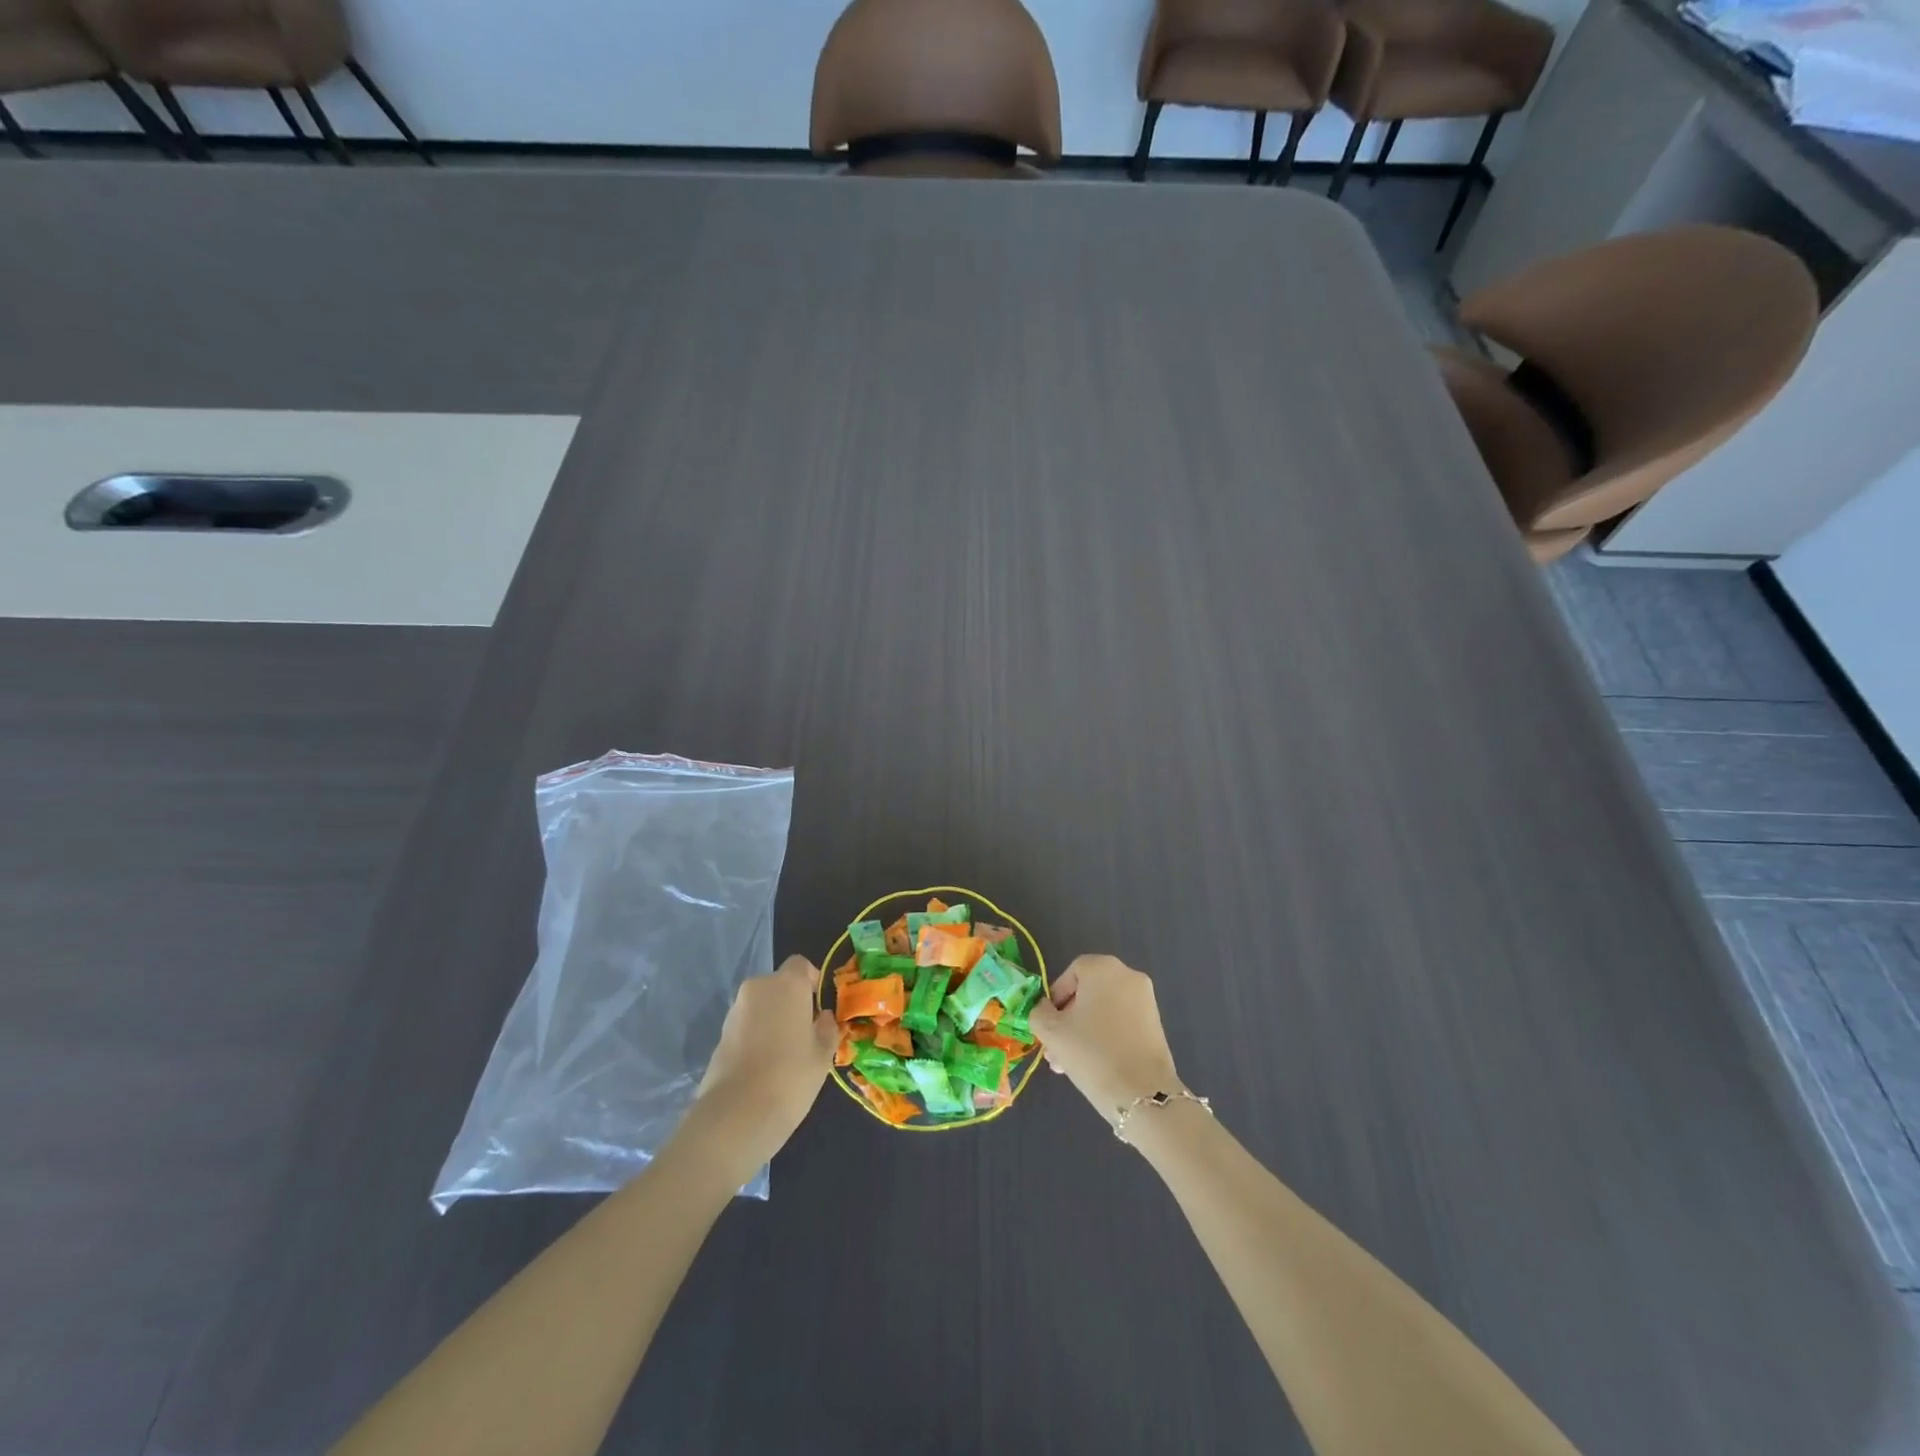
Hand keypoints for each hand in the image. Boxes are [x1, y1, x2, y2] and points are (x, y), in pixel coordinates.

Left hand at [693, 956, 838, 1166]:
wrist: (736, 1116)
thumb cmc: (791, 1077)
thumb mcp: (823, 1055)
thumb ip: (826, 1028)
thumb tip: (822, 1018)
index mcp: (787, 984)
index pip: (801, 965)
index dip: (811, 982)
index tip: (818, 1008)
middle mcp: (758, 988)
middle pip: (779, 985)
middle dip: (791, 1003)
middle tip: (804, 1034)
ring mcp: (735, 1011)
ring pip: (761, 1006)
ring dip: (772, 1020)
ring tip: (783, 1056)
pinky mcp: (719, 1036)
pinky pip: (746, 1026)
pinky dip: (755, 1037)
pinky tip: (763, 1067)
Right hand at [1030, 955, 1183, 1125]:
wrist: (1142, 1093)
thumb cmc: (1091, 1052)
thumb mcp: (1051, 1032)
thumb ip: (1039, 1013)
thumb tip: (1046, 1010)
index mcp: (1103, 967)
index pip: (1071, 973)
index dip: (1055, 998)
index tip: (1048, 1025)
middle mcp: (1128, 975)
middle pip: (1088, 993)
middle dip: (1068, 1020)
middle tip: (1055, 1050)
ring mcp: (1145, 999)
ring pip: (1103, 1011)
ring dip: (1083, 1032)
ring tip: (1069, 1065)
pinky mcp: (1156, 1024)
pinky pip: (1121, 1022)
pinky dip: (1105, 1037)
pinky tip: (1093, 1065)